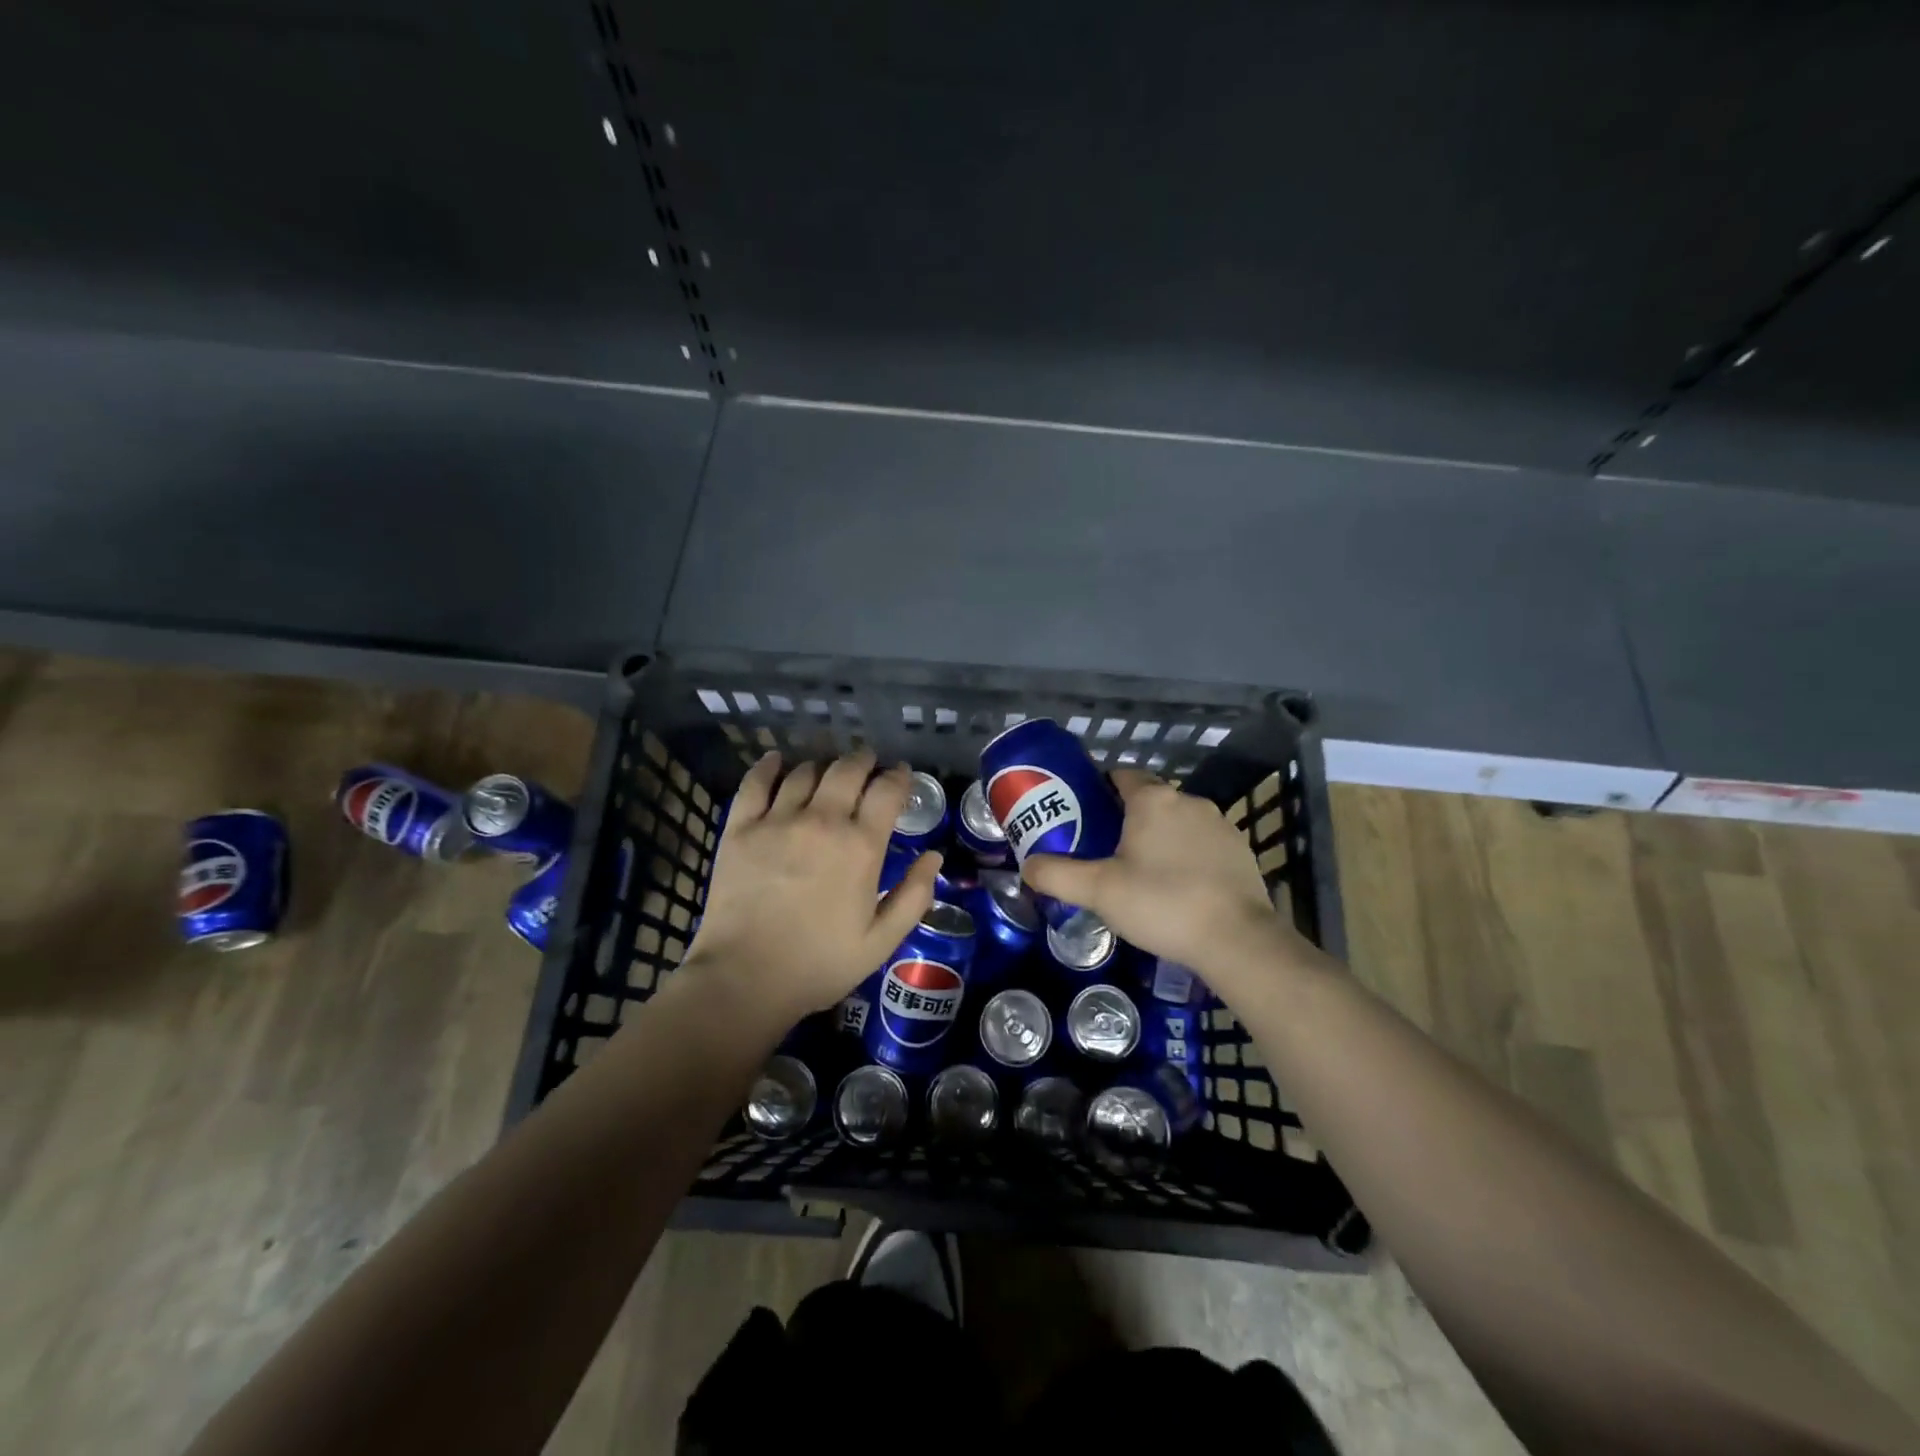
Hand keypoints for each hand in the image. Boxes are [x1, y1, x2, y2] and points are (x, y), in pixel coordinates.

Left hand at [686, 750, 940, 1024]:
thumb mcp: (881, 941)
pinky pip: (755, 783)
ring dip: (823, 766)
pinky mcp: (740, 828)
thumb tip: (934, 856)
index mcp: (860, 846)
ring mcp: (777, 820)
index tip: (901, 775)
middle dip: (863, 761)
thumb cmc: (820, 964)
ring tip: (827, 772)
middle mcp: (822, 821)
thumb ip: (914, 895)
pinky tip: (777, 761)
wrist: (745, 978)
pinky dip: (769, 766)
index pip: (887, 791)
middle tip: (868, 763)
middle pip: (847, 770)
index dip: (899, 777)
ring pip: (805, 772)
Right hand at [1021, 769, 1294, 974]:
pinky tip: (1176, 888)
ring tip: (1139, 873)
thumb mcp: (1098, 891)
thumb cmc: (1161, 903)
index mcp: (1152, 799)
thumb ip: (1056, 875)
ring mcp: (1220, 824)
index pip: (1120, 775)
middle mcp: (1188, 800)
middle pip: (1148, 799)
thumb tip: (1027, 866)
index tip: (1082, 814)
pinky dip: (1186, 856)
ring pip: (1176, 821)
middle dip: (1125, 818)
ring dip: (1158, 838)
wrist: (1237, 939)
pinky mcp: (1240, 851)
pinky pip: (1201, 843)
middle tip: (1103, 849)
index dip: (1098, 790)